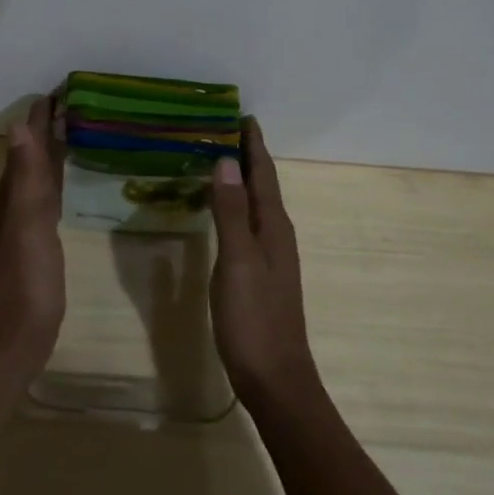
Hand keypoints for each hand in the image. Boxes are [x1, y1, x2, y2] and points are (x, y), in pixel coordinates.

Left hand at [0, 96, 66, 378]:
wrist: (12, 341)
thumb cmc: (25, 283)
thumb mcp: (28, 226)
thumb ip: (25, 177)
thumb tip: (19, 125)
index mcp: (10, 193)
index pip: (27, 142)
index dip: (42, 117)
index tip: (63, 89)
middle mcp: (11, 202)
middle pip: (31, 155)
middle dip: (48, 128)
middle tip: (77, 104)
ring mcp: (21, 224)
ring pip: (37, 175)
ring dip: (52, 152)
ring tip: (76, 131)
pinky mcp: (34, 243)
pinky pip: (46, 197)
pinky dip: (57, 180)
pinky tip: (67, 183)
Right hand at [210, 118, 318, 407]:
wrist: (276, 380)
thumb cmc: (254, 320)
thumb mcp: (239, 263)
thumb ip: (232, 213)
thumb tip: (225, 162)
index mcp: (274, 227)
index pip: (264, 174)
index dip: (253, 145)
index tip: (241, 114)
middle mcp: (277, 235)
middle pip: (263, 185)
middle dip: (246, 155)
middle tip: (219, 129)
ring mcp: (271, 256)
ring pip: (257, 204)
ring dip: (241, 179)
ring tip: (216, 159)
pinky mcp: (260, 273)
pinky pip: (248, 224)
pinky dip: (235, 205)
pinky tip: (220, 210)